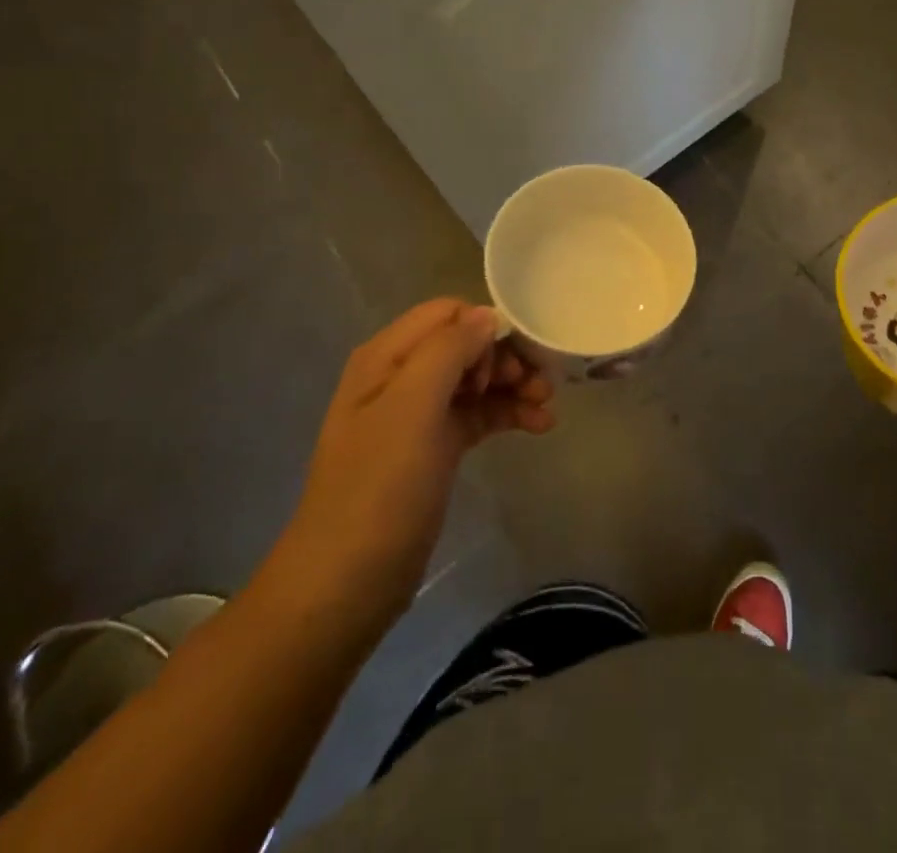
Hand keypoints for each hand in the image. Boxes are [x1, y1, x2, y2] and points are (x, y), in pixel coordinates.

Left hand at [269, 300, 554, 619]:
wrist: (348, 582)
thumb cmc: (380, 487)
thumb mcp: (412, 407)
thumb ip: (448, 350)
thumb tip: (487, 316)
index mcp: (387, 357)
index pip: (447, 313)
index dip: (484, 328)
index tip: (511, 362)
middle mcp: (402, 376)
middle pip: (466, 344)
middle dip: (507, 358)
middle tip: (539, 385)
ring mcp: (418, 414)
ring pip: (477, 379)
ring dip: (514, 386)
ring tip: (548, 406)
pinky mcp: (436, 447)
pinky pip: (479, 413)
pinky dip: (508, 414)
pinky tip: (539, 426)